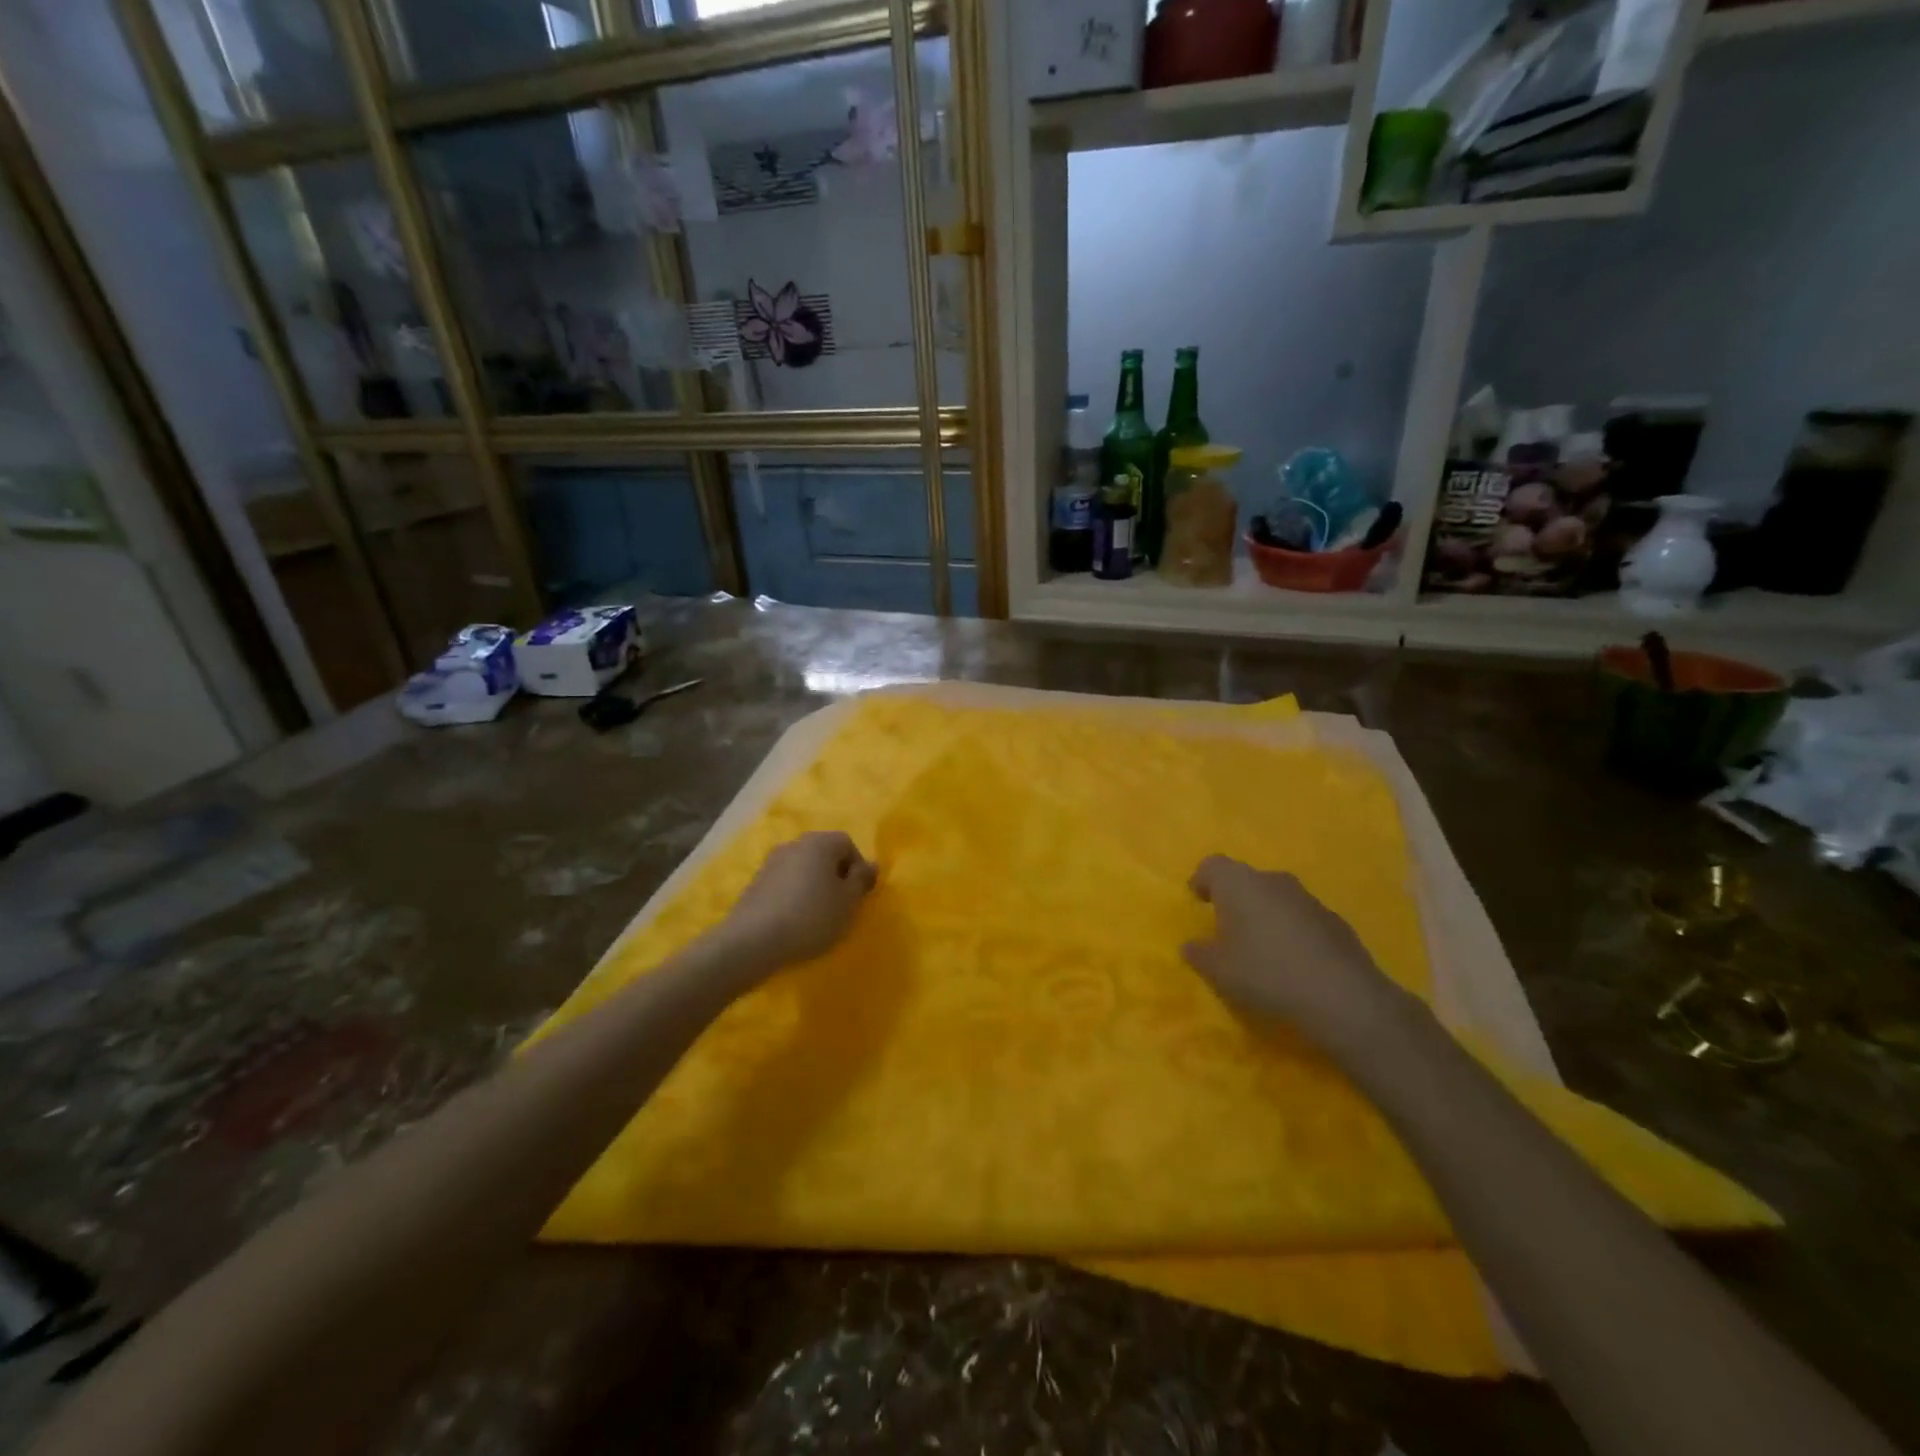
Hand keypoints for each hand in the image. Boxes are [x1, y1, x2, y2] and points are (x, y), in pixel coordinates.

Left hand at [717, 832, 876, 969]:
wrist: (753, 941)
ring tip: (816, 916)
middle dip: (835, 876)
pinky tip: (793, 921)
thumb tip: (871, 864)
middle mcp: (794, 844)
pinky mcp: (755, 883)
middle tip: (840, 905)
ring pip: (803, 869)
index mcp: (820, 842)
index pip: (847, 843)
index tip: (858, 895)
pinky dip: (793, 896)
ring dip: (813, 886)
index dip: (858, 868)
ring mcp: (770, 862)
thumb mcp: (848, 902)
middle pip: (823, 854)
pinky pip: (784, 883)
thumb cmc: (811, 917)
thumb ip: (862, 880)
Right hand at [1182, 855, 1405, 1052]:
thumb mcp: (1218, 970)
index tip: (1197, 901)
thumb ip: (1199, 953)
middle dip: (1235, 899)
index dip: (1202, 880)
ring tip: (1260, 949)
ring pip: (1276, 898)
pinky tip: (1293, 963)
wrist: (1342, 996)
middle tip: (1227, 928)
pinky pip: (1301, 919)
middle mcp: (1273, 881)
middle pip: (1246, 880)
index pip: (1213, 865)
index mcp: (1239, 884)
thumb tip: (1191, 946)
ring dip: (1265, 916)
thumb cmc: (1265, 973)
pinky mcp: (1335, 922)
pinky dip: (1292, 932)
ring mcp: (1309, 899)